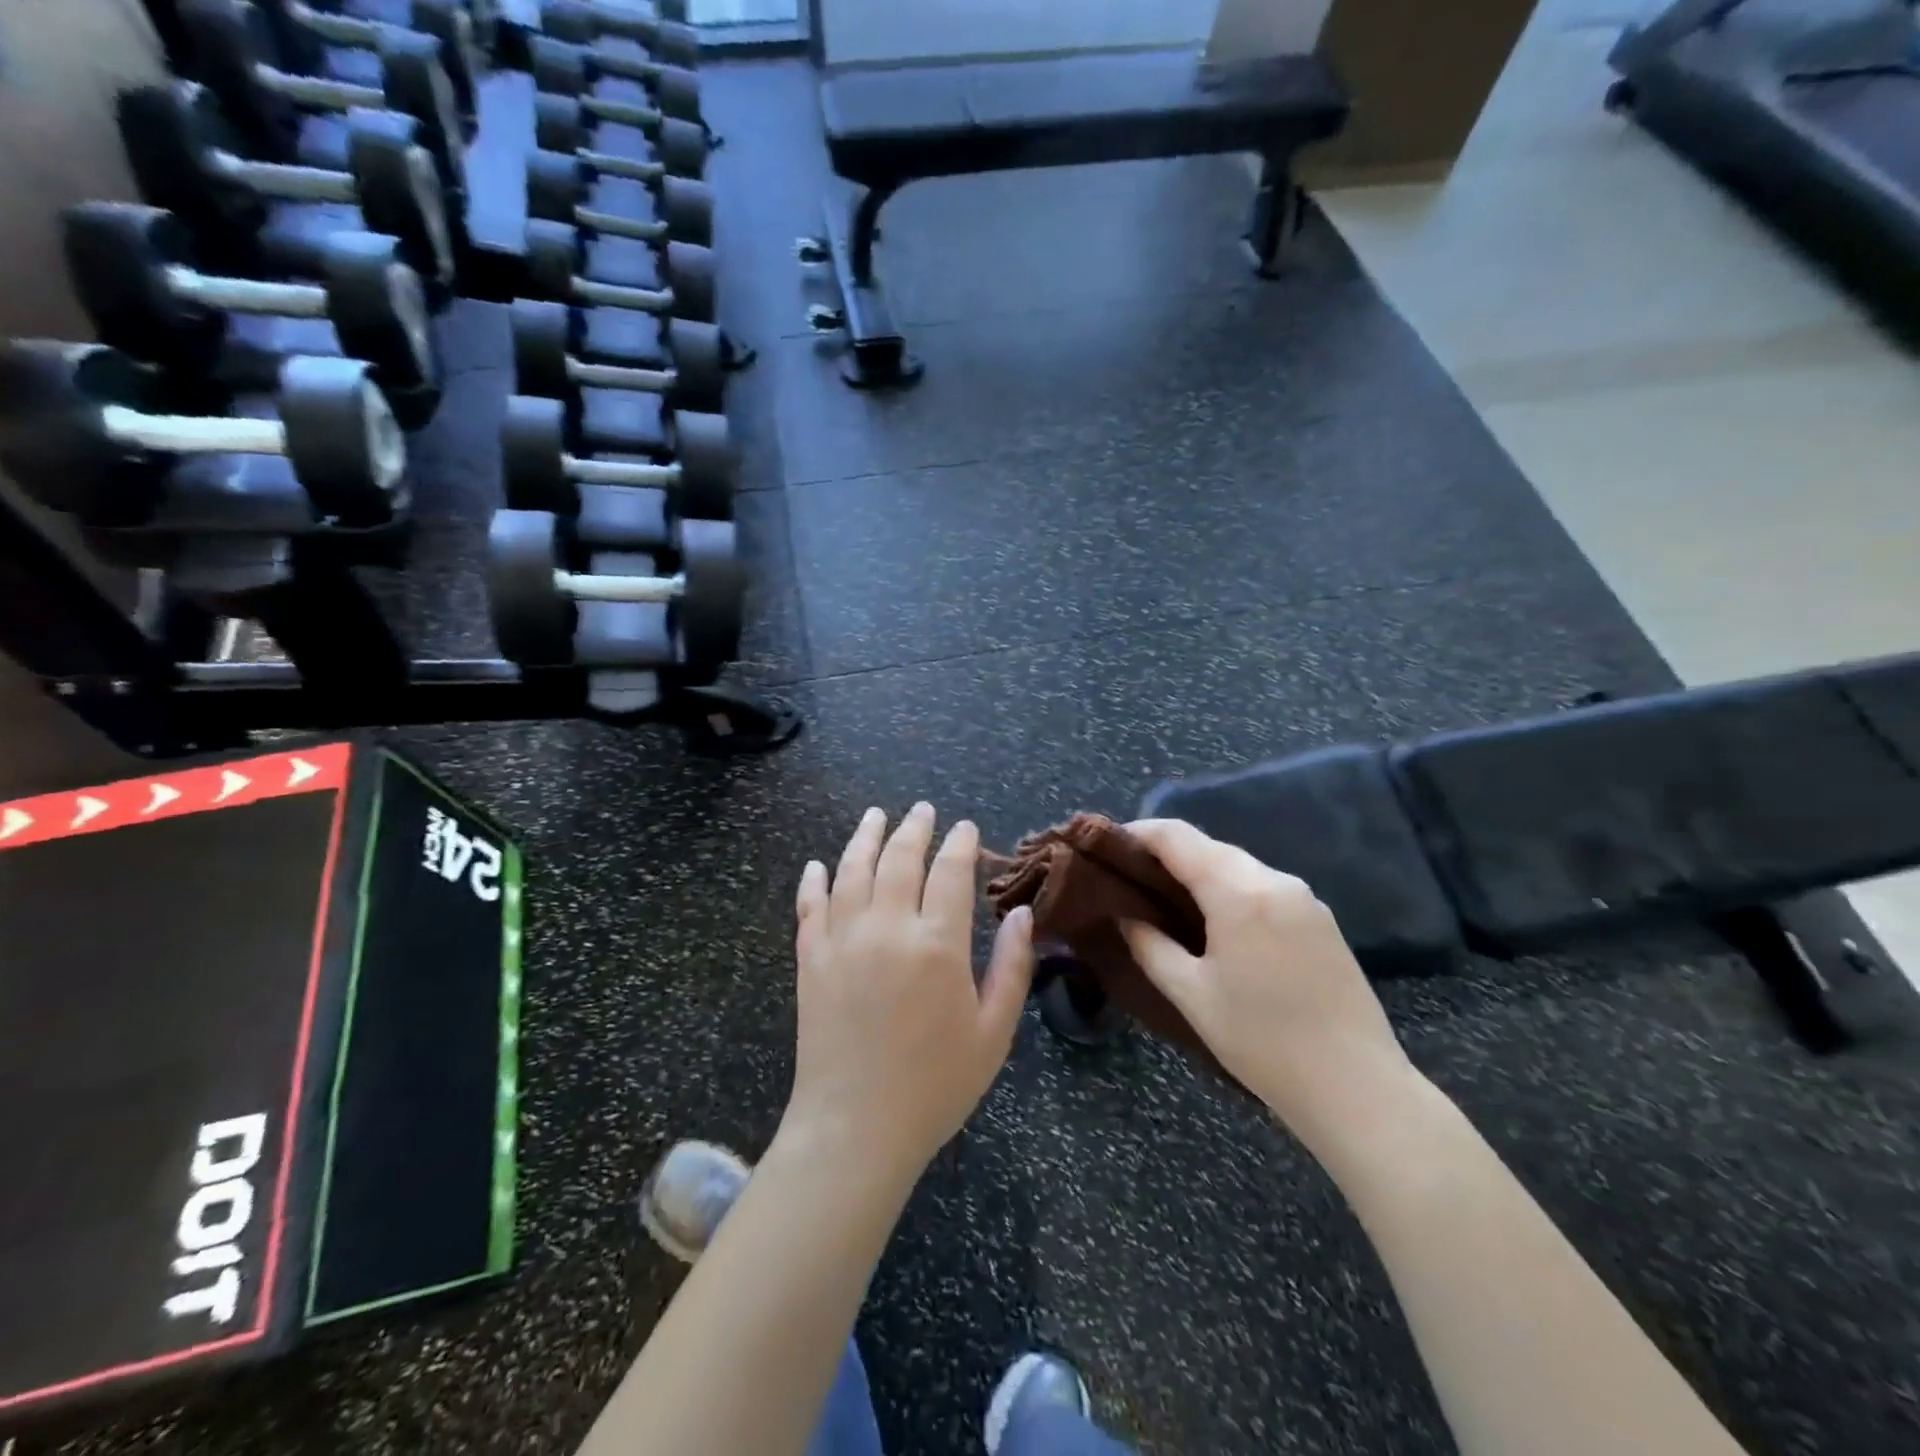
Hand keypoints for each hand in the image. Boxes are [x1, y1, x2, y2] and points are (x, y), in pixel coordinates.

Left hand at [784, 804, 1034, 1183]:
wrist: (856, 1128)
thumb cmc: (935, 1085)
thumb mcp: (993, 1033)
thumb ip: (1012, 967)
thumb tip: (1021, 913)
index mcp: (937, 945)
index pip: (950, 872)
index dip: (960, 844)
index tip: (966, 828)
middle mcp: (887, 928)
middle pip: (900, 859)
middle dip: (914, 828)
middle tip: (923, 809)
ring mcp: (842, 940)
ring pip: (852, 870)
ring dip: (865, 838)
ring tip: (876, 816)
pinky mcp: (810, 959)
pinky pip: (810, 906)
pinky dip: (814, 881)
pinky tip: (819, 864)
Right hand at [1121, 819, 1421, 1152]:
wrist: (1356, 1087)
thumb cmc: (1262, 1042)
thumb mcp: (1191, 995)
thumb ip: (1150, 945)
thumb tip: (1127, 915)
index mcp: (1238, 892)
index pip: (1177, 837)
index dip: (1138, 833)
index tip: (1108, 846)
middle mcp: (1274, 880)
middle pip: (1209, 846)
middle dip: (1167, 854)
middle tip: (1131, 879)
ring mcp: (1304, 897)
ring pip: (1238, 865)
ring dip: (1200, 872)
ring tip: (1168, 901)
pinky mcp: (1321, 918)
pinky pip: (1263, 886)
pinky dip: (1231, 890)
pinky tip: (1217, 922)